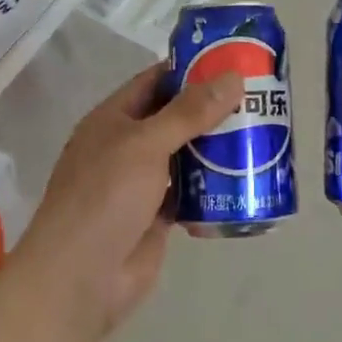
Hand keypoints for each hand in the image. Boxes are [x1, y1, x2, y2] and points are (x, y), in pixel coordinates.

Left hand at [11, 64, 242, 339]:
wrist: (80, 280)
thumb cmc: (105, 197)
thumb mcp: (146, 144)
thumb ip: (189, 112)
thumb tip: (233, 76)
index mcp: (113, 119)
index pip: (156, 81)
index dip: (191, 69)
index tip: (232, 61)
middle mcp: (127, 146)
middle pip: (175, 118)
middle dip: (212, 109)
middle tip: (258, 98)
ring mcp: (141, 183)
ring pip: (185, 155)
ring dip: (216, 147)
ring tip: (261, 134)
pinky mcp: (156, 216)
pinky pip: (190, 192)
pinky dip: (213, 186)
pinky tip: (245, 178)